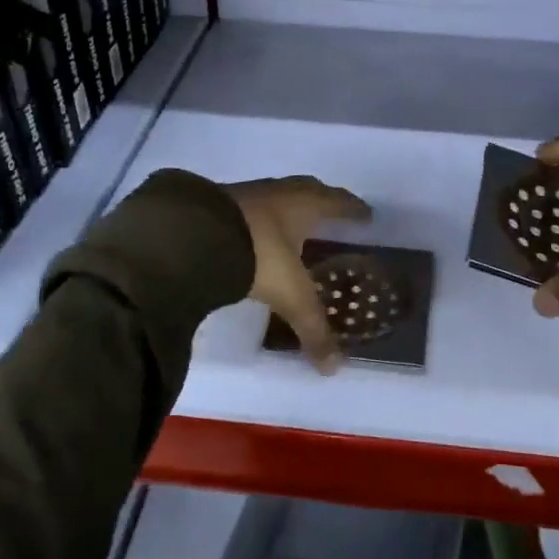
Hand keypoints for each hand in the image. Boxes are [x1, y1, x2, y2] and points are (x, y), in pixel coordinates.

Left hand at [225, 176, 372, 372]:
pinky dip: (257, 219)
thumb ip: (312, 327)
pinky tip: (254, 235)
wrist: (193, 236)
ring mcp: (244, 195)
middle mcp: (278, 193)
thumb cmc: (258, 254)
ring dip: (286, 209)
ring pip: (275, 197)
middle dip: (322, 202)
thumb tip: (333, 367)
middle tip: (332, 216)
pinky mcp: (215, 204)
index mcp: (304, 204)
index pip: (337, 202)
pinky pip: (247, 208)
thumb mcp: (290, 295)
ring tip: (293, 227)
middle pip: (308, 190)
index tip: (365, 214)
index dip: (352, 209)